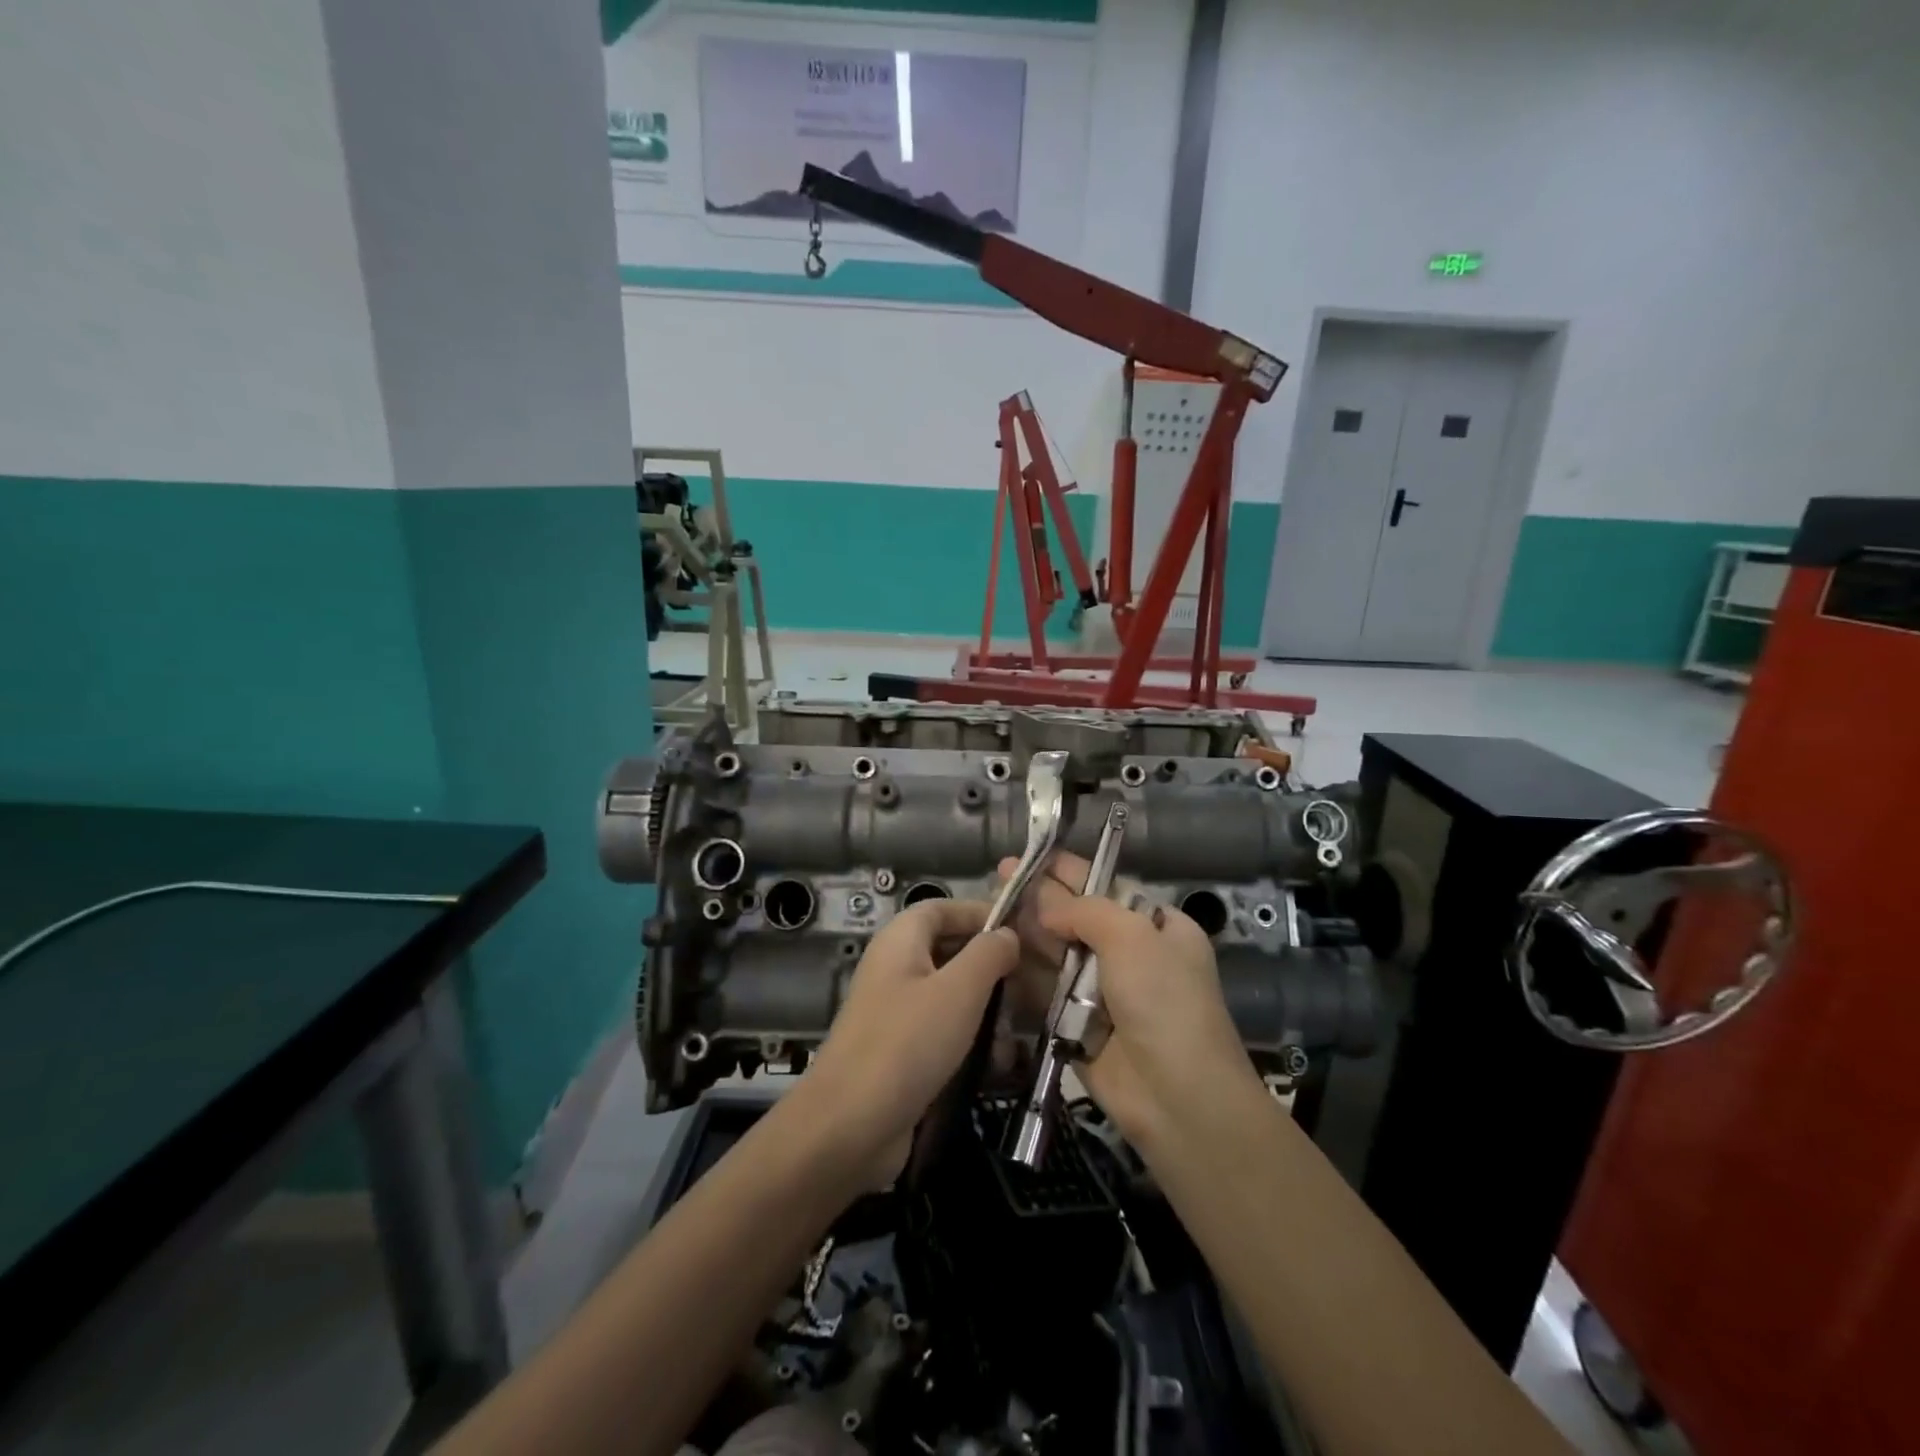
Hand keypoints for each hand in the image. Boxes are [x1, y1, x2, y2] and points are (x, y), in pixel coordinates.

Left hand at [797, 899, 1019, 1186]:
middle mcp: (895, 969)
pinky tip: (998, 1064)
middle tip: (1033, 984)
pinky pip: (941, 1033)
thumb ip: (988, 954)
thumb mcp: (959, 990)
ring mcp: (895, 1013)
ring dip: (987, 1009)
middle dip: (991, 966)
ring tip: (1021, 1030)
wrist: (849, 1126)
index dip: (981, 914)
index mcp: (901, 941)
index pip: (943, 908)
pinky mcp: (899, 1053)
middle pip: (949, 951)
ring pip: (950, 996)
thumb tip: (1007, 935)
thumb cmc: (908, 1043)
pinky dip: (970, 1042)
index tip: (1022, 932)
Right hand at [999, 853, 1259, 1152]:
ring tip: (990, 909)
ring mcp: (1103, 991)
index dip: (1068, 870)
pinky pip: (1046, 989)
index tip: (1032, 855)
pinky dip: (1024, 972)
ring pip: (1057, 952)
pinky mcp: (1078, 1024)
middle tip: (998, 876)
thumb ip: (1086, 910)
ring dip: (1027, 932)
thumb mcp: (1133, 936)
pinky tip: (995, 951)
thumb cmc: (1163, 1001)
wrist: (1177, 1096)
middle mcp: (1131, 954)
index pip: (1106, 886)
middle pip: (1076, 917)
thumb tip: (1046, 908)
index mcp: (1157, 926)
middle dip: (1040, 898)